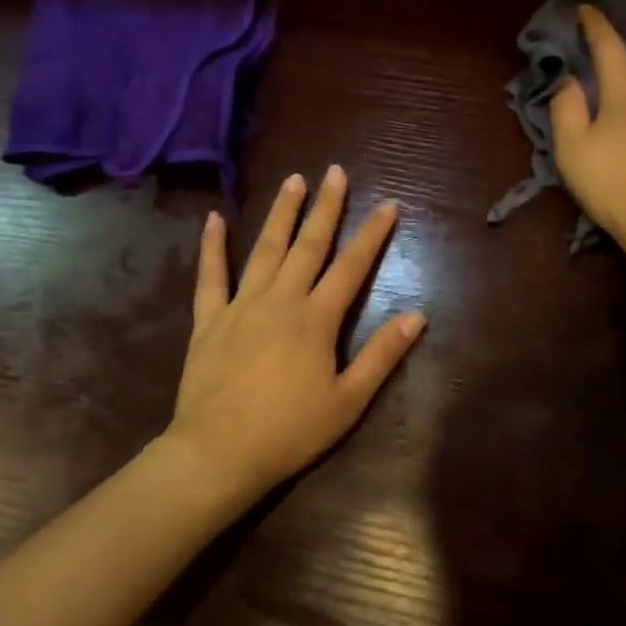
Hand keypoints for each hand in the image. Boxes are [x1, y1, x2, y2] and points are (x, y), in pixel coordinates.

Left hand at [165, 166, 426, 507]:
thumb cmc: (289, 431)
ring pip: (265, 249)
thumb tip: (416, 315)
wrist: (218, 453)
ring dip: (281, 213)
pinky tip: (215, 219)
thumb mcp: (347, 402)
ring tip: (293, 180)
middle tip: (335, 172)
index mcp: (317, 319)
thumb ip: (381, 355)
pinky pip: (211, 276)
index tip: (388, 204)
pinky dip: (212, 246)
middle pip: (309, 245)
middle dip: (326, 207)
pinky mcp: (209, 319)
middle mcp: (281, 300)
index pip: (352, 267)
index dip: (372, 234)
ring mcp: (242, 305)